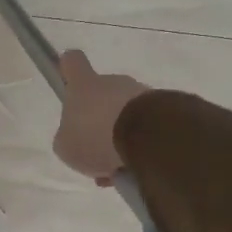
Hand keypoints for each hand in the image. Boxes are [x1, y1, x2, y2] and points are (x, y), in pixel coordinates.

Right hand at [53, 50, 149, 184]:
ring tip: (118, 167)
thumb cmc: (95, 136)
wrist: (149, 138)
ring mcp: (141, 94)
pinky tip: (136, 169)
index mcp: (84, 85)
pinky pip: (145, 127)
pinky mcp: (166, 109)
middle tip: (96, 151)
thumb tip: (76, 137)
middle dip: (99, 122)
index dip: (67, 70)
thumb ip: (67, 138)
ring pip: (125, 115)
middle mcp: (113, 83)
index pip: (72, 62)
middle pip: (101, 96)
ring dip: (120, 138)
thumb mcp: (66, 146)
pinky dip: (139, 146)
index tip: (68, 81)